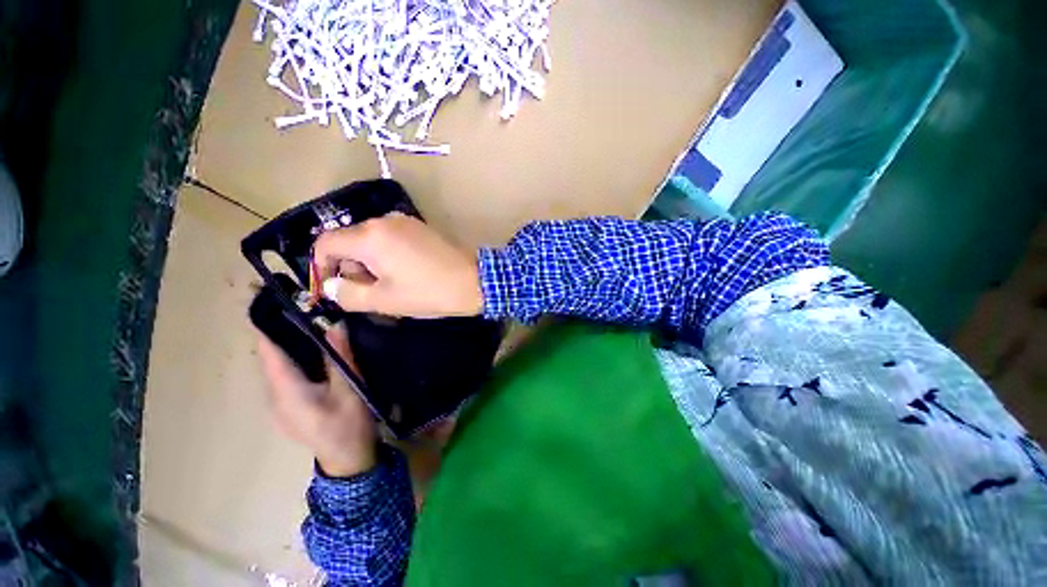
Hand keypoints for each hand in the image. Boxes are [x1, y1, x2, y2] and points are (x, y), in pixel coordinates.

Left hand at [257, 325, 376, 476]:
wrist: (347, 459)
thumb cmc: (348, 424)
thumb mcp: (350, 388)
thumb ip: (340, 356)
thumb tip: (335, 324)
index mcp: (286, 391)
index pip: (269, 353)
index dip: (268, 328)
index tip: (275, 303)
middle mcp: (274, 396)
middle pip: (271, 359)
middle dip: (283, 333)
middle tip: (304, 310)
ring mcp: (279, 405)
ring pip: (278, 368)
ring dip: (290, 346)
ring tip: (310, 325)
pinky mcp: (288, 408)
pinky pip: (285, 378)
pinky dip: (294, 360)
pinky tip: (313, 354)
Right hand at [313, 212, 482, 317]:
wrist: (475, 280)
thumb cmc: (429, 292)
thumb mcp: (385, 300)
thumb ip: (348, 294)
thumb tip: (330, 286)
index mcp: (370, 236)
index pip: (326, 244)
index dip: (320, 267)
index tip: (330, 289)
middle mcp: (384, 221)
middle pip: (349, 241)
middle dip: (351, 268)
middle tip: (368, 293)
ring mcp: (405, 221)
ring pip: (370, 240)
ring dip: (370, 264)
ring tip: (389, 287)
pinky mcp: (420, 227)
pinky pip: (390, 239)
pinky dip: (387, 256)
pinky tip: (404, 274)